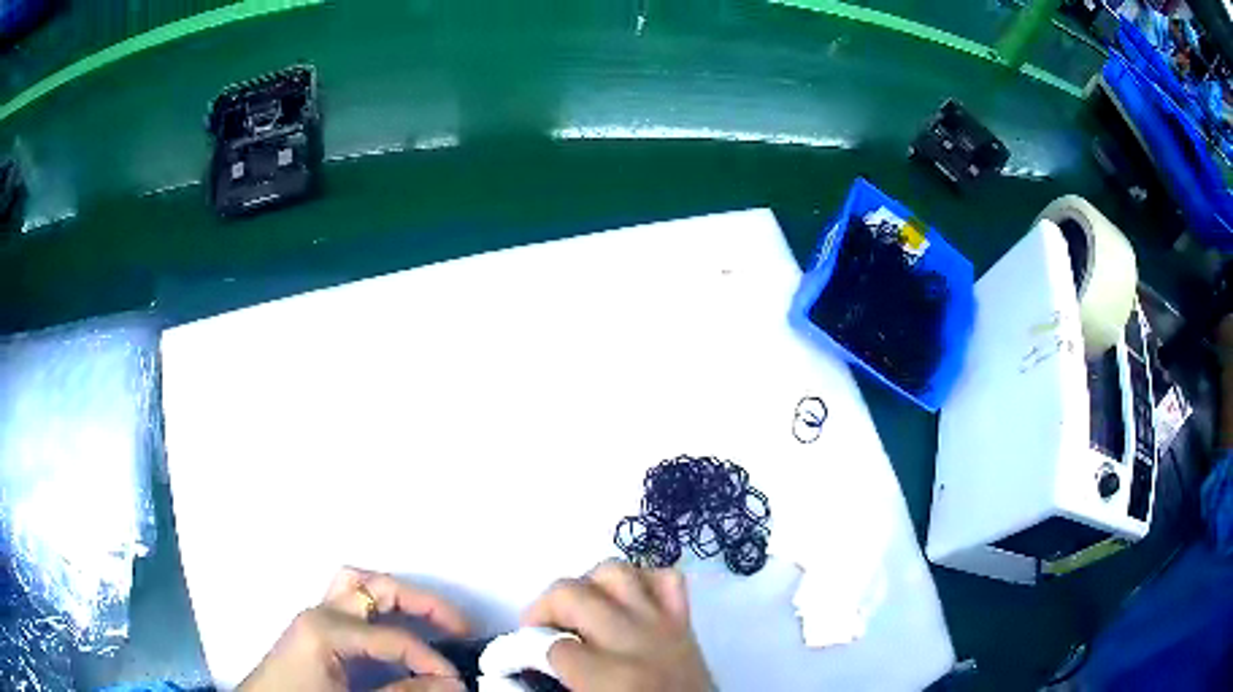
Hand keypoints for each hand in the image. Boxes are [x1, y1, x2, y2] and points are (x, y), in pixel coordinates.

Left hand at [238, 567, 470, 691]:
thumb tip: (453, 684)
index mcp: (326, 629)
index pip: (394, 637)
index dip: (431, 659)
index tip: (458, 682)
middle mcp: (320, 612)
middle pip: (376, 587)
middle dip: (423, 603)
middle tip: (460, 627)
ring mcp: (315, 617)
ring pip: (358, 584)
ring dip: (397, 596)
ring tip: (430, 619)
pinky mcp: (315, 629)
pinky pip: (348, 601)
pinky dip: (378, 606)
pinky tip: (393, 627)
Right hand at [523, 560, 713, 691]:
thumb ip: (557, 687)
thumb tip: (526, 664)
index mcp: (613, 677)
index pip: (552, 646)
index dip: (529, 651)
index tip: (524, 659)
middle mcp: (637, 640)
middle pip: (572, 593)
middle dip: (545, 609)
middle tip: (540, 633)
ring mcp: (665, 624)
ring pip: (615, 571)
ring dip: (588, 587)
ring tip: (580, 613)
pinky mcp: (685, 620)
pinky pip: (664, 578)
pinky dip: (641, 582)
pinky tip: (625, 605)